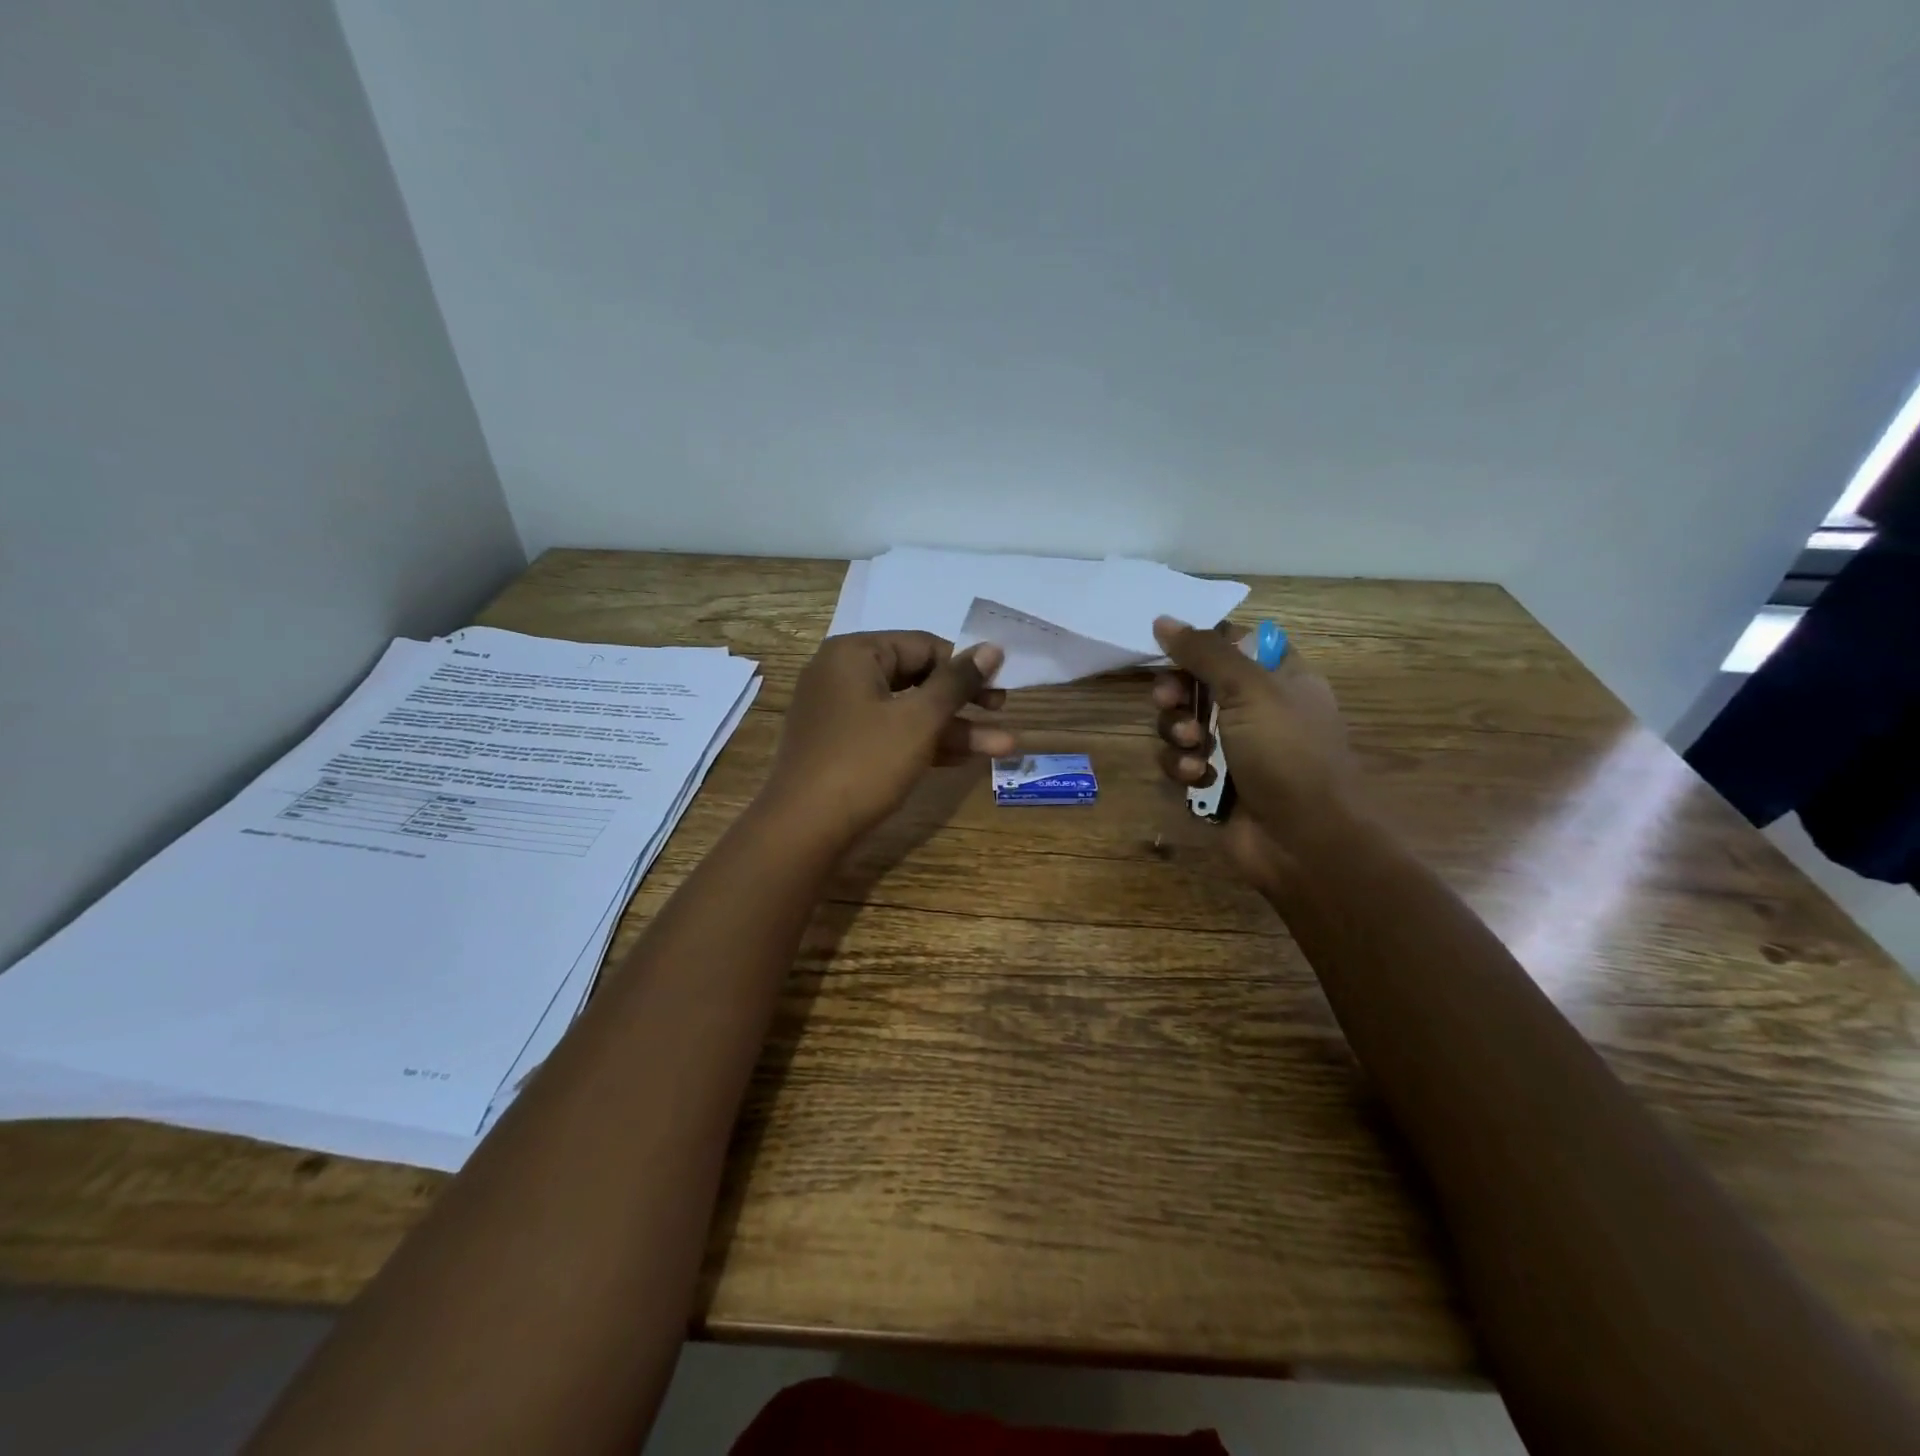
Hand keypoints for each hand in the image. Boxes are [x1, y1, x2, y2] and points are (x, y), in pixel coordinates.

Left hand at [759, 632, 1011, 850]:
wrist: (803, 830)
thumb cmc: (864, 763)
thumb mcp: (919, 720)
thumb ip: (957, 682)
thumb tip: (992, 647)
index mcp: (854, 653)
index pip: (923, 645)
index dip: (965, 665)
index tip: (1001, 685)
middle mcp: (842, 675)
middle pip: (916, 678)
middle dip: (964, 700)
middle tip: (1002, 712)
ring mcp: (840, 714)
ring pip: (907, 712)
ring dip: (953, 729)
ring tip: (1004, 746)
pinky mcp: (843, 748)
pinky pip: (891, 734)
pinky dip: (925, 744)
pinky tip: (966, 758)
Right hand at [1149, 616, 1358, 892]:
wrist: (1305, 841)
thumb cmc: (1289, 754)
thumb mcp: (1250, 690)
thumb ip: (1205, 652)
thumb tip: (1163, 620)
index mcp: (1280, 678)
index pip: (1233, 644)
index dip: (1200, 644)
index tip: (1172, 648)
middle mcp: (1256, 710)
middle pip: (1197, 683)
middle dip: (1177, 692)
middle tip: (1169, 700)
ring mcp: (1235, 749)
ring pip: (1182, 723)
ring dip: (1178, 733)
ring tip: (1194, 749)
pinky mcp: (1214, 783)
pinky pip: (1181, 761)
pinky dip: (1184, 768)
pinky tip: (1199, 779)